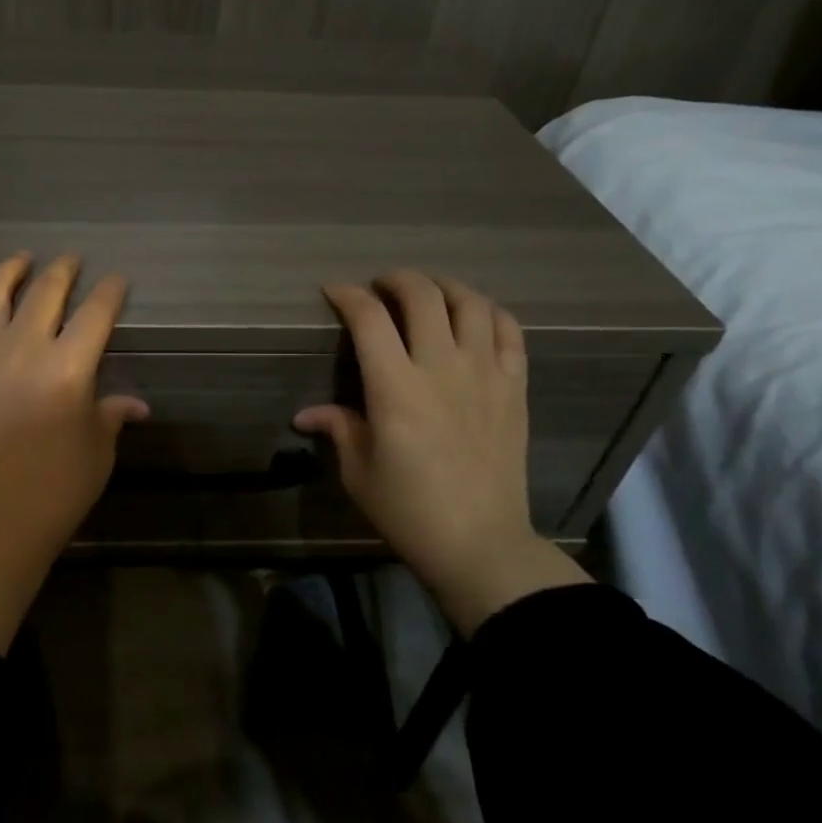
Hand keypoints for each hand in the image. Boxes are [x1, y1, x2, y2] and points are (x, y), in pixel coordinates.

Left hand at [0, 253, 146, 650]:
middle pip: (47, 291)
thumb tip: (137, 405)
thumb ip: (112, 415)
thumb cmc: (54, 490)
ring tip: (21, 261)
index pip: (97, 312)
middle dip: (65, 270)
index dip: (111, 291)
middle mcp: (22, 346)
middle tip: (71, 261)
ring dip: (10, 270)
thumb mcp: (97, 451)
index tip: (117, 280)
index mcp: (68, 366)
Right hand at [294, 270, 589, 635]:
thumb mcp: (358, 471)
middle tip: (380, 288)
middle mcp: (442, 368)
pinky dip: (489, 311)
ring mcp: (485, 374)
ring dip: (443, 286)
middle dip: (395, 280)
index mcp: (395, 389)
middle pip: (422, 295)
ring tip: (427, 293)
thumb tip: (306, 414)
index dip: (348, 295)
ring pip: (470, 302)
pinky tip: (473, 316)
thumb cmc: (408, 510)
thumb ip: (338, 428)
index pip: (369, 318)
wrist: (479, 542)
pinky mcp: (515, 387)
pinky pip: (509, 330)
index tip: (335, 292)